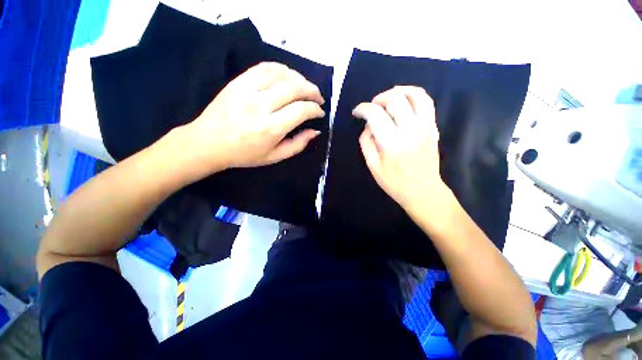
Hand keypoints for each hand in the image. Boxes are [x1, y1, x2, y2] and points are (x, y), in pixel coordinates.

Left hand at [178, 62, 324, 176]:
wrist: (208, 143)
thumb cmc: (244, 154)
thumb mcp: (274, 157)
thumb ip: (297, 145)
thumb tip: (314, 131)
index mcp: (270, 128)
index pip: (301, 110)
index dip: (315, 109)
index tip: (320, 112)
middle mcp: (260, 106)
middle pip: (294, 88)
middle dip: (312, 90)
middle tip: (318, 97)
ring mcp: (247, 90)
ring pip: (281, 74)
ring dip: (299, 78)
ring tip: (306, 87)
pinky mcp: (238, 81)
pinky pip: (264, 67)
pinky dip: (281, 69)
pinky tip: (288, 76)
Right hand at [352, 86, 449, 210]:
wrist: (423, 191)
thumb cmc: (394, 183)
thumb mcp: (373, 167)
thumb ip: (366, 143)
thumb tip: (368, 126)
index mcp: (391, 143)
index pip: (375, 114)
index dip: (362, 109)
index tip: (357, 112)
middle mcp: (410, 130)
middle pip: (394, 100)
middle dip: (378, 98)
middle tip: (371, 107)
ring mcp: (425, 127)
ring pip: (415, 95)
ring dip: (398, 91)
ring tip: (388, 97)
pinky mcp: (433, 128)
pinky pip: (427, 102)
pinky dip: (414, 94)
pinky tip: (404, 100)